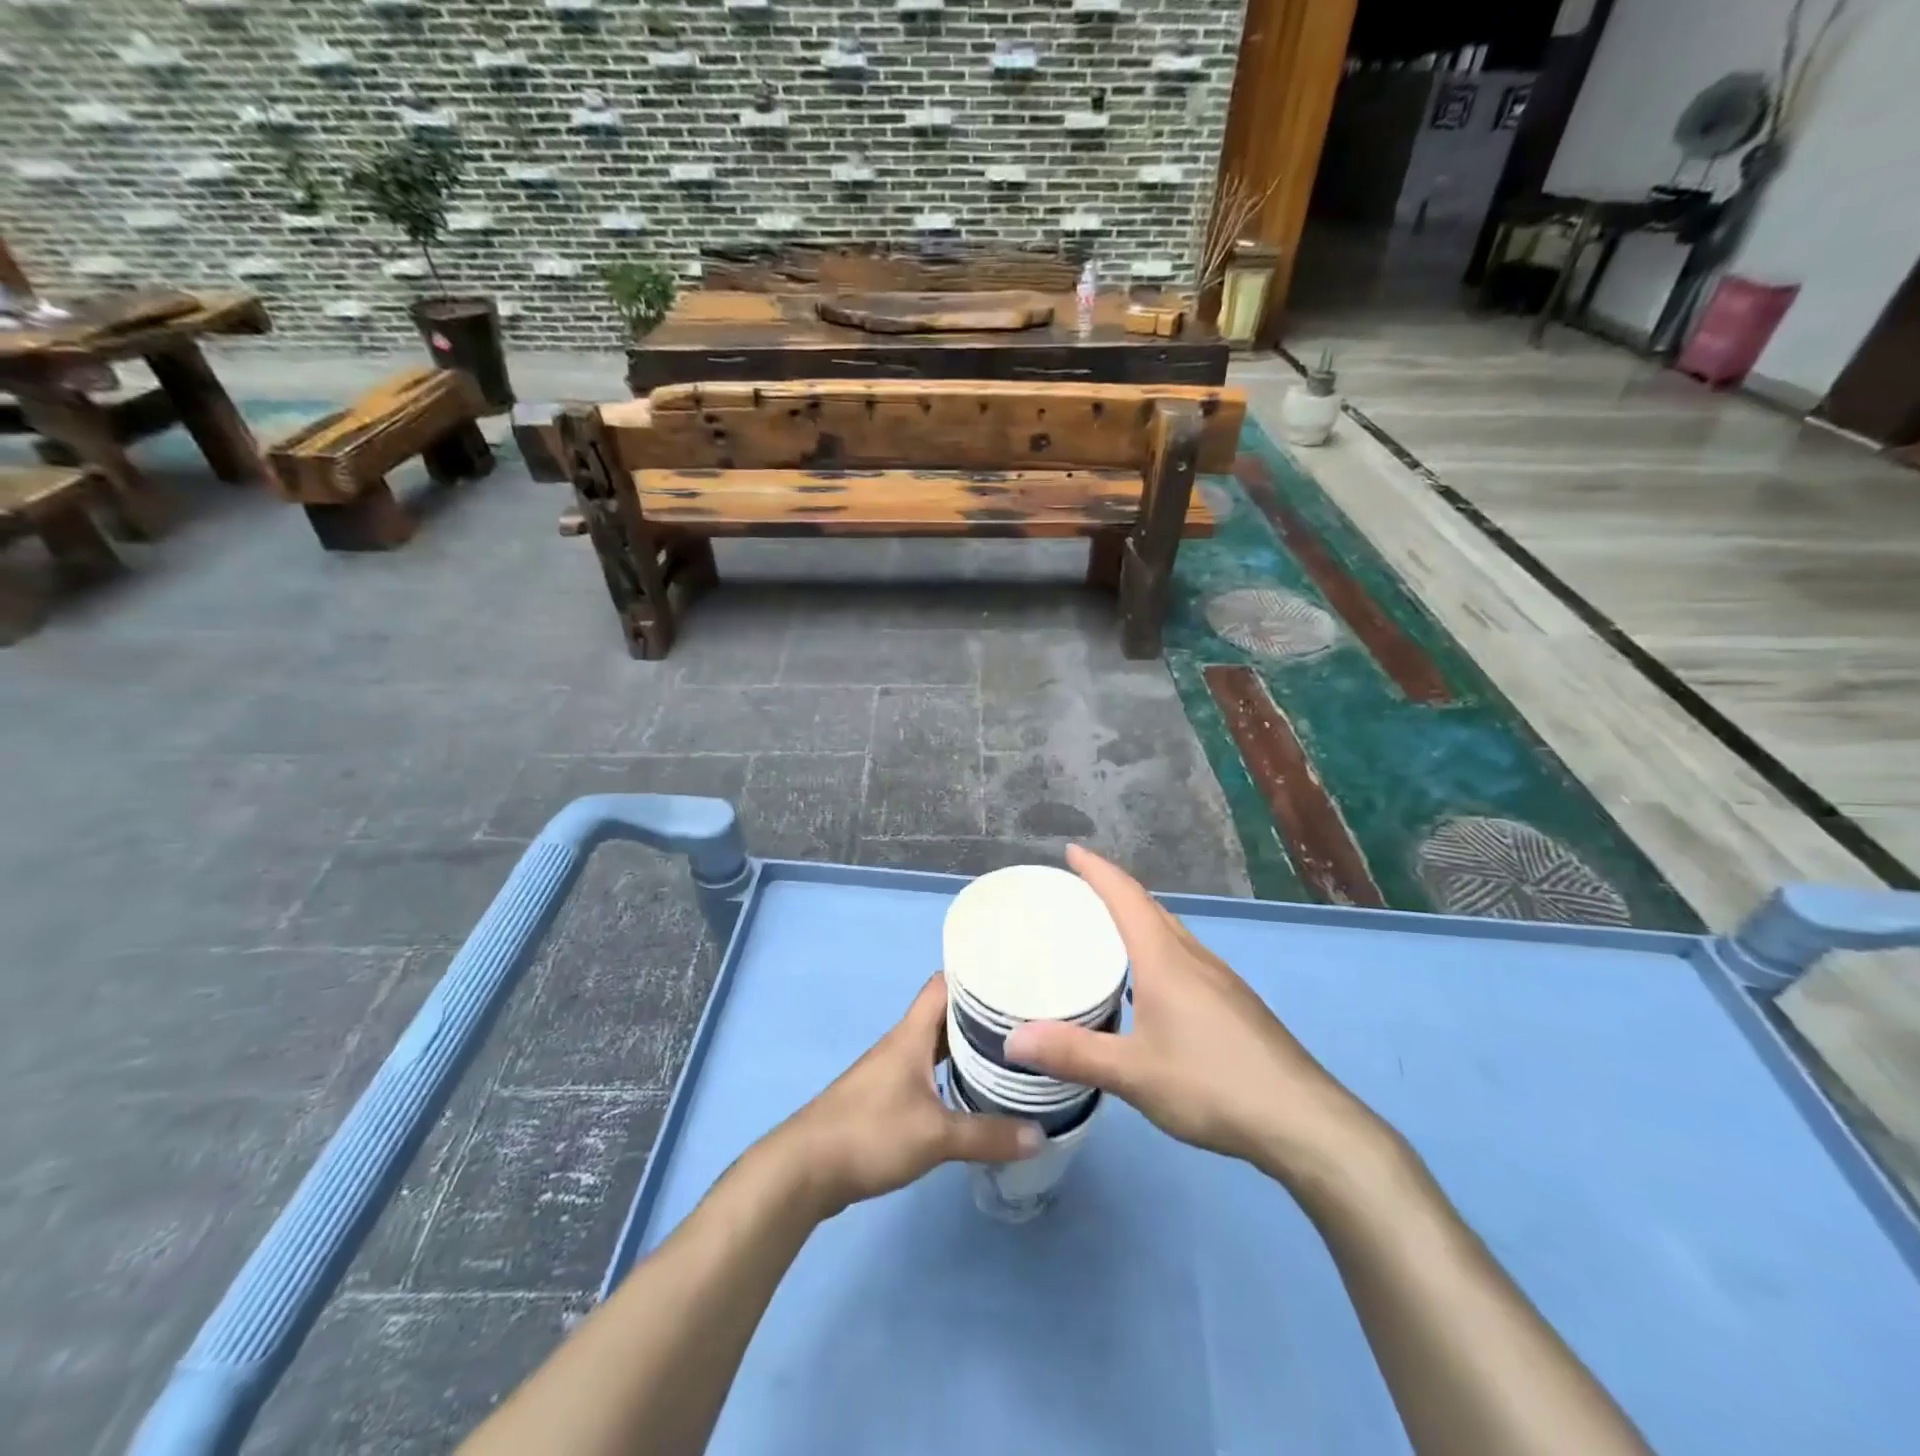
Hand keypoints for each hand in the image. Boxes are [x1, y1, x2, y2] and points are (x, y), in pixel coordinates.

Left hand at [773, 974, 1042, 1218]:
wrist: (804, 1169)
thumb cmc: (869, 1134)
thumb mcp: (935, 1136)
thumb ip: (988, 1135)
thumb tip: (1041, 1134)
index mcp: (912, 1034)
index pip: (945, 984)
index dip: (976, 976)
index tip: (1013, 980)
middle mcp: (903, 1043)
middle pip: (945, 1014)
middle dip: (981, 1014)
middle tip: (1024, 1021)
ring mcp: (892, 1070)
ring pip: (936, 1044)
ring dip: (966, 1046)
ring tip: (1009, 1053)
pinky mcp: (885, 1097)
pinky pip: (927, 1071)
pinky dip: (951, 1073)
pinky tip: (972, 1093)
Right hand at [1003, 846, 1380, 1184]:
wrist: (1302, 1120)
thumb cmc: (1212, 1084)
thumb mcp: (1133, 1073)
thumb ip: (1072, 1054)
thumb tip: (1011, 1040)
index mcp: (1165, 959)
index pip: (1125, 896)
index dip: (1096, 870)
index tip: (1071, 851)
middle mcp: (1193, 956)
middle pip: (1148, 907)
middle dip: (1112, 890)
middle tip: (1074, 892)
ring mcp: (1219, 979)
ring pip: (1169, 933)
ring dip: (1135, 921)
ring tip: (1102, 934)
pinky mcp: (1233, 1003)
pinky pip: (1183, 957)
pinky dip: (1154, 951)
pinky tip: (1145, 987)